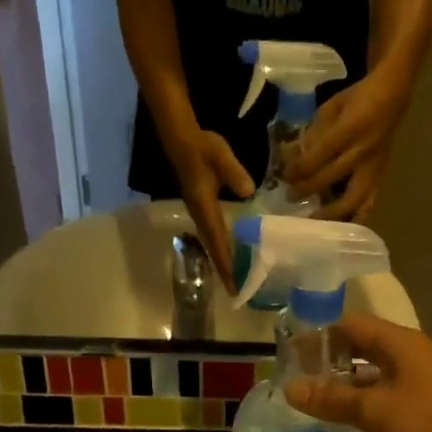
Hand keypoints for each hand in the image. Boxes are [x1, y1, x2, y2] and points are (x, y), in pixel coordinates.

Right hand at [170, 130, 254, 290]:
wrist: (182, 140)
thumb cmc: (202, 148)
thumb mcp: (220, 155)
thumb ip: (233, 172)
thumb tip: (249, 192)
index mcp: (204, 206)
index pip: (216, 239)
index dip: (225, 262)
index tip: (233, 282)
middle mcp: (199, 214)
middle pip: (212, 247)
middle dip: (224, 269)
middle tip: (236, 291)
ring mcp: (199, 212)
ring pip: (211, 243)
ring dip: (221, 261)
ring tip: (234, 279)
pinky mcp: (202, 208)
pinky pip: (212, 234)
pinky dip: (220, 248)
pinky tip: (231, 254)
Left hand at [283, 73, 409, 222]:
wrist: (393, 96)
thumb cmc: (357, 98)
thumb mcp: (331, 108)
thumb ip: (313, 133)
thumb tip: (293, 156)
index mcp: (350, 129)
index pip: (319, 155)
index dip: (300, 168)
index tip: (285, 177)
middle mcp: (363, 151)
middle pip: (331, 177)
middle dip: (308, 190)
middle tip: (291, 197)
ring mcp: (374, 167)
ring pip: (354, 198)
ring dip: (332, 212)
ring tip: (315, 221)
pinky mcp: (381, 176)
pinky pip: (369, 202)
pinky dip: (356, 217)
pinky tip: (343, 228)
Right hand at [283, 313, 431, 431]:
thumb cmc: (427, 424)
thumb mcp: (373, 410)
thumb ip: (331, 399)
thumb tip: (290, 388)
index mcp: (399, 343)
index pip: (351, 325)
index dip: (320, 335)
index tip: (291, 353)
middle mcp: (409, 356)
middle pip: (361, 347)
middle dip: (329, 360)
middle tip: (296, 377)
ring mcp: (417, 383)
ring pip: (372, 375)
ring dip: (343, 385)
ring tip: (310, 400)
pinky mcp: (421, 409)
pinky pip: (383, 398)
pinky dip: (361, 404)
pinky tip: (340, 421)